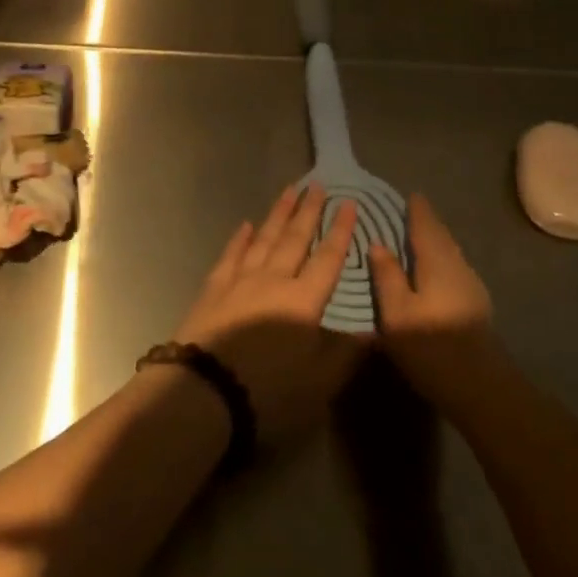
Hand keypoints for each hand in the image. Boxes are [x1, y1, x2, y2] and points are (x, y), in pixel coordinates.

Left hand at [174, 184, 364, 445]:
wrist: (204, 392)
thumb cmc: (269, 392)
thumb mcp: (319, 382)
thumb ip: (346, 353)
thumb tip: (374, 329)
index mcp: (304, 301)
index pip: (328, 258)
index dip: (341, 231)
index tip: (349, 204)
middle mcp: (274, 280)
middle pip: (295, 238)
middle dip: (309, 211)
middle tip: (318, 184)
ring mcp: (240, 280)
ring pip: (264, 239)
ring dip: (278, 214)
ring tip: (289, 191)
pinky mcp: (214, 288)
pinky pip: (231, 254)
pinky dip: (241, 238)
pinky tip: (247, 225)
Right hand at [369, 193, 501, 410]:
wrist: (481, 388)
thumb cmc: (431, 347)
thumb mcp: (397, 312)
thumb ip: (387, 276)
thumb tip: (378, 244)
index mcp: (437, 263)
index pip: (426, 226)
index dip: (417, 210)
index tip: (409, 194)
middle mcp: (458, 267)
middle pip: (441, 237)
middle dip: (427, 222)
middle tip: (410, 211)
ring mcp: (471, 286)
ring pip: (450, 253)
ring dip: (435, 241)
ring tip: (417, 236)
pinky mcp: (475, 305)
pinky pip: (453, 267)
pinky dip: (440, 258)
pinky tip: (432, 270)